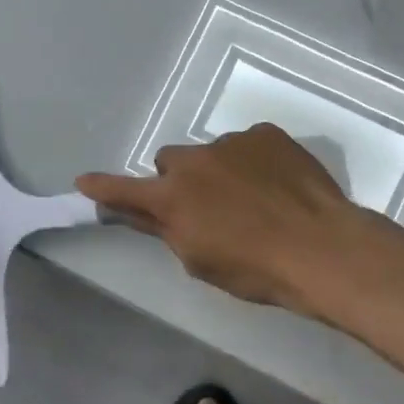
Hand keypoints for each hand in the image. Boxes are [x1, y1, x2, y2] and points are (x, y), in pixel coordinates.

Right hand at [77, 124, 367, 314]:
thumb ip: (166, 230)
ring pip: (212, 154)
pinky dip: (253, 162)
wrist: (320, 247)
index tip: (83, 181)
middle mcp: (195, 161)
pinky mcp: (266, 134)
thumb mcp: (201, 261)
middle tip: (207, 208)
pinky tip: (277, 186)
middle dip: (179, 182)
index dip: (103, 187)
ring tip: (255, 200)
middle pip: (171, 163)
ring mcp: (232, 142)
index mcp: (173, 197)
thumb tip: (141, 212)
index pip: (125, 190)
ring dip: (220, 172)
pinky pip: (248, 144)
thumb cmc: (255, 269)